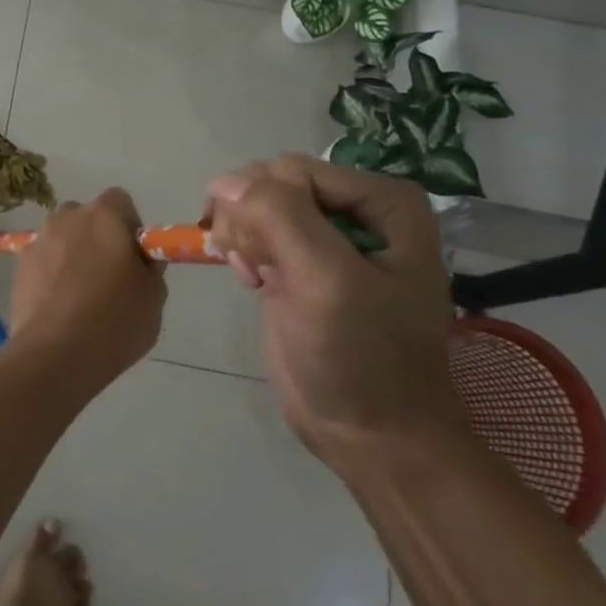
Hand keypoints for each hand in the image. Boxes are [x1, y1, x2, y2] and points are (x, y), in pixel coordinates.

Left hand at [7, 190, 166, 392]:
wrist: (56, 353)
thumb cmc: (115, 319)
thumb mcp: (154, 295)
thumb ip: (148, 266)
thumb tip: (139, 259)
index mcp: (104, 215)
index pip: (119, 201)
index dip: (129, 226)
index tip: (134, 257)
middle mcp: (66, 218)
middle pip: (86, 218)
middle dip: (97, 238)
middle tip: (109, 277)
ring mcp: (38, 241)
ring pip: (61, 240)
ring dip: (71, 256)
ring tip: (80, 298)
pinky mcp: (18, 267)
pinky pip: (42, 263)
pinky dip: (50, 276)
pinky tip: (59, 308)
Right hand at [203, 155, 465, 472]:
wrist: (371, 434)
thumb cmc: (362, 356)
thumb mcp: (326, 281)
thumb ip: (279, 218)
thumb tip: (222, 180)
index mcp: (382, 202)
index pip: (292, 171)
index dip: (266, 207)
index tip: (263, 258)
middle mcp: (355, 210)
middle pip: (270, 183)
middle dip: (250, 222)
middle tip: (256, 269)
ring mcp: (324, 236)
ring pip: (254, 203)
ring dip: (241, 237)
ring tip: (254, 277)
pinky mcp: (298, 262)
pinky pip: (253, 229)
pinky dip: (241, 252)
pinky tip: (252, 281)